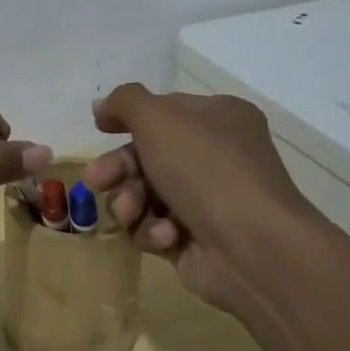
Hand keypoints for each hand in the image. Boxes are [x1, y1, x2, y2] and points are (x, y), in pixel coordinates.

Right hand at [84, 84, 320, 309]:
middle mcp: (215, 156)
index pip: (164, 110)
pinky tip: (166, 235)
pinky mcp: (195, 239)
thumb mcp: (159, 118)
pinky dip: (153, 230)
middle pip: (146, 155)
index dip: (129, 119)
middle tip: (96, 180)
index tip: (100, 128)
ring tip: (130, 212)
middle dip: (117, 168)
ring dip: (129, 202)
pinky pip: (155, 227)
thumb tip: (101, 106)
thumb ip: (125, 102)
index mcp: (218, 119)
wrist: (253, 248)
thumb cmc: (206, 169)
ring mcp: (206, 200)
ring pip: (143, 194)